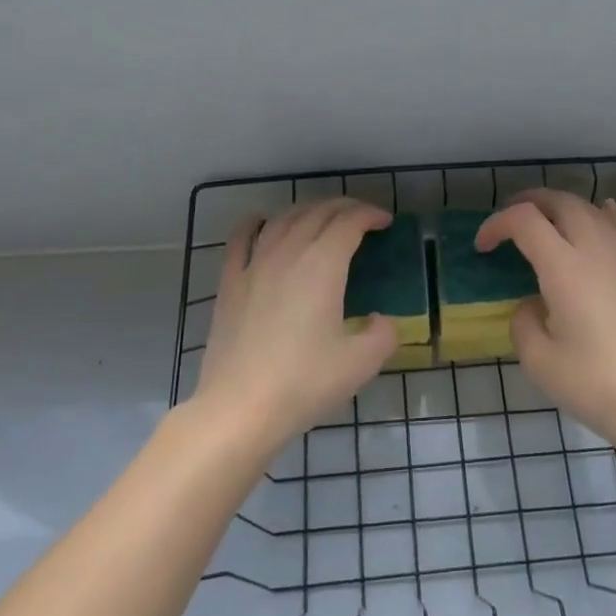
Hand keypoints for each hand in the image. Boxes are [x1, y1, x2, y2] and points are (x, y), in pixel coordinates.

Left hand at [191, 199, 399, 441]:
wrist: (240, 407)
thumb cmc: (304, 383)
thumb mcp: (361, 363)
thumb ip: (383, 334)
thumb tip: (381, 321)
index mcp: (323, 265)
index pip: (349, 223)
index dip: (370, 215)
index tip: (385, 222)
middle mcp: (288, 253)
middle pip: (317, 213)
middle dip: (344, 208)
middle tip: (361, 218)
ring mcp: (254, 266)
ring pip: (283, 220)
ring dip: (308, 211)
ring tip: (322, 218)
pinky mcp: (230, 284)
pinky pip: (242, 239)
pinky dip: (256, 223)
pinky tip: (262, 221)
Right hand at [476, 190, 615, 444]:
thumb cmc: (593, 383)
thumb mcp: (538, 360)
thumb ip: (524, 322)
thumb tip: (534, 304)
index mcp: (564, 267)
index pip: (525, 220)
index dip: (496, 224)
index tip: (483, 247)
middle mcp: (595, 250)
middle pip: (560, 201)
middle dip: (528, 202)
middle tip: (507, 221)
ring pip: (590, 208)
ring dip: (561, 207)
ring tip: (544, 222)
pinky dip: (597, 215)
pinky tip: (596, 218)